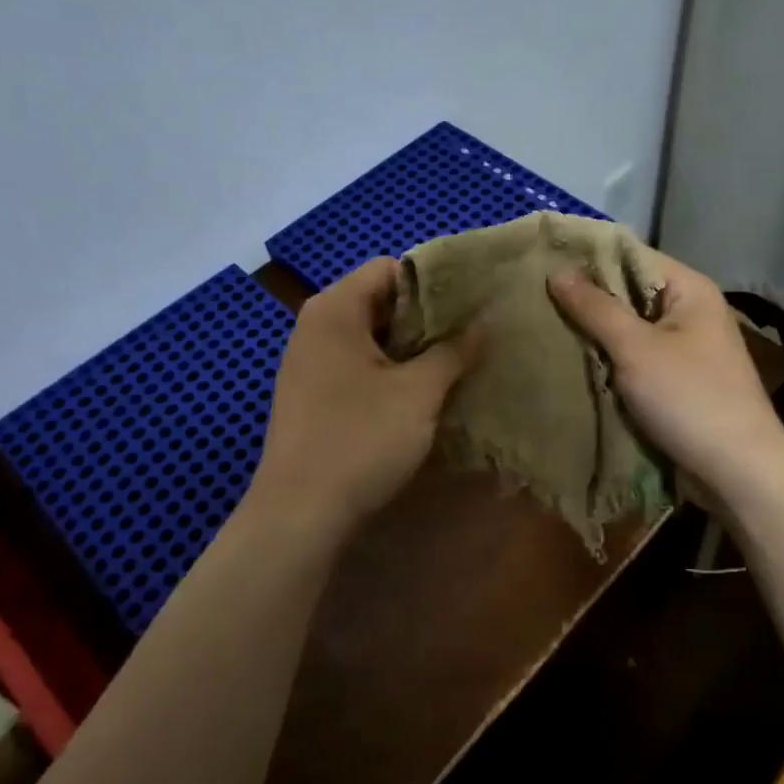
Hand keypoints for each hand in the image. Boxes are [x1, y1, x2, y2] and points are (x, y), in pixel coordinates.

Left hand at [250, 256, 471, 533]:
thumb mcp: (419, 392)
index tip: (470, 307)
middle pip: (380, 302)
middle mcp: (316, 327)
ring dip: (411, 350)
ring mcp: (309, 363)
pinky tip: (419, 397)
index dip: (433, 283)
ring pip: (371, 339)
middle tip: (470, 338)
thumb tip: (484, 321)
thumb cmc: (361, 439)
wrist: (300, 515)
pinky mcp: (311, 397)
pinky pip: (357, 368)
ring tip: (454, 366)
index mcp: (335, 309)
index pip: (390, 268)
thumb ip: (454, 350)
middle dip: (426, 319)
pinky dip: (389, 373)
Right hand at [549, 256, 783, 497]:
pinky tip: (578, 362)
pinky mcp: (680, 380)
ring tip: (549, 328)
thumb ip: (595, 308)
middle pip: (631, 292)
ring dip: (597, 333)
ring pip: (631, 328)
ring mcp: (688, 348)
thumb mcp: (635, 348)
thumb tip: (558, 271)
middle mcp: (691, 311)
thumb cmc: (687, 397)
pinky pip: (638, 358)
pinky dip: (611, 359)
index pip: (633, 256)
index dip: (590, 258)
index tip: (544, 264)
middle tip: (538, 300)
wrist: (737, 470)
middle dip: (589, 299)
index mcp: (690, 290)